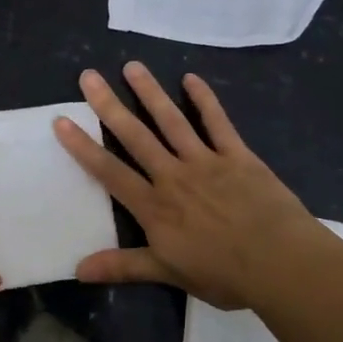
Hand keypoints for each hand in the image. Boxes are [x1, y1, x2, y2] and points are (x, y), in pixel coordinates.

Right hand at [53, 62, 324, 309]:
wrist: (281, 263)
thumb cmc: (224, 274)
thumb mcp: (169, 274)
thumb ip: (124, 267)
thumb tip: (78, 271)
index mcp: (154, 206)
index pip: (110, 172)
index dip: (83, 147)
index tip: (61, 120)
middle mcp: (173, 176)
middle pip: (135, 136)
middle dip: (109, 106)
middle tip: (89, 77)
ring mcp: (206, 161)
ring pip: (171, 121)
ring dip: (150, 93)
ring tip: (132, 66)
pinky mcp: (237, 155)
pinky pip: (217, 122)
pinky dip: (205, 99)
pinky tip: (191, 78)